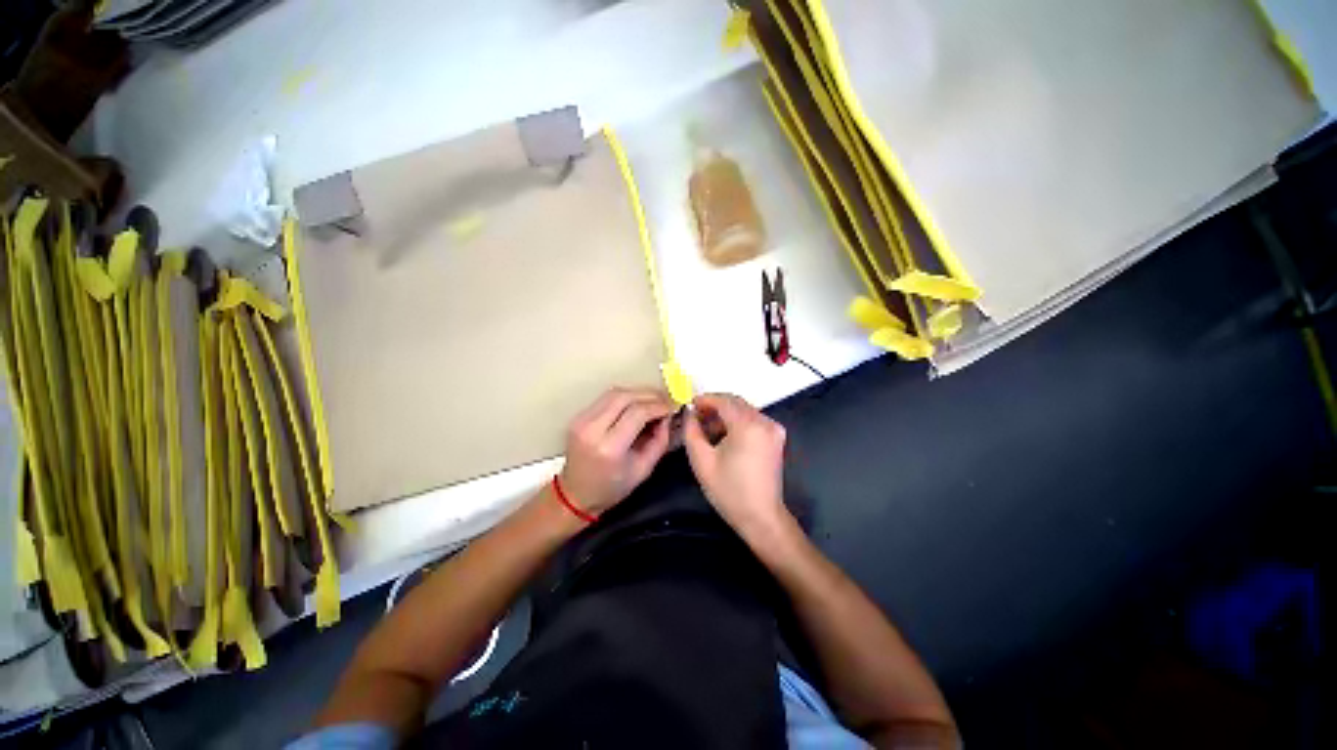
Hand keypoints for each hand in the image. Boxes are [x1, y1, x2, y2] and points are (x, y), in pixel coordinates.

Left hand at [559, 387, 675, 514]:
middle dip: (649, 395)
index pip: (637, 413)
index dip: (658, 406)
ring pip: (615, 392)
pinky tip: (636, 404)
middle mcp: (592, 429)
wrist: (576, 493)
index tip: (671, 409)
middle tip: (665, 401)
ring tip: (653, 401)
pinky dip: (625, 397)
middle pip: (625, 396)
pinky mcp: (578, 416)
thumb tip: (668, 417)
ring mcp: (581, 420)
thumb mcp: (644, 470)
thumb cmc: (612, 487)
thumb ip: (660, 441)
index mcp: (609, 448)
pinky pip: (606, 398)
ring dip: (637, 393)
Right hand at [683, 393, 790, 538]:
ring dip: (725, 414)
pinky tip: (724, 435)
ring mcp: (773, 429)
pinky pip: (753, 420)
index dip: (705, 399)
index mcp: (748, 425)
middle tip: (696, 417)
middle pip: (735, 403)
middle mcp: (765, 421)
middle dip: (714, 406)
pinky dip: (737, 422)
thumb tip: (689, 412)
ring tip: (707, 429)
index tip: (690, 405)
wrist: (761, 517)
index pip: (723, 400)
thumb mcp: (701, 460)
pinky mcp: (776, 437)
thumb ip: (691, 430)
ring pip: (744, 410)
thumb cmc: (729, 491)